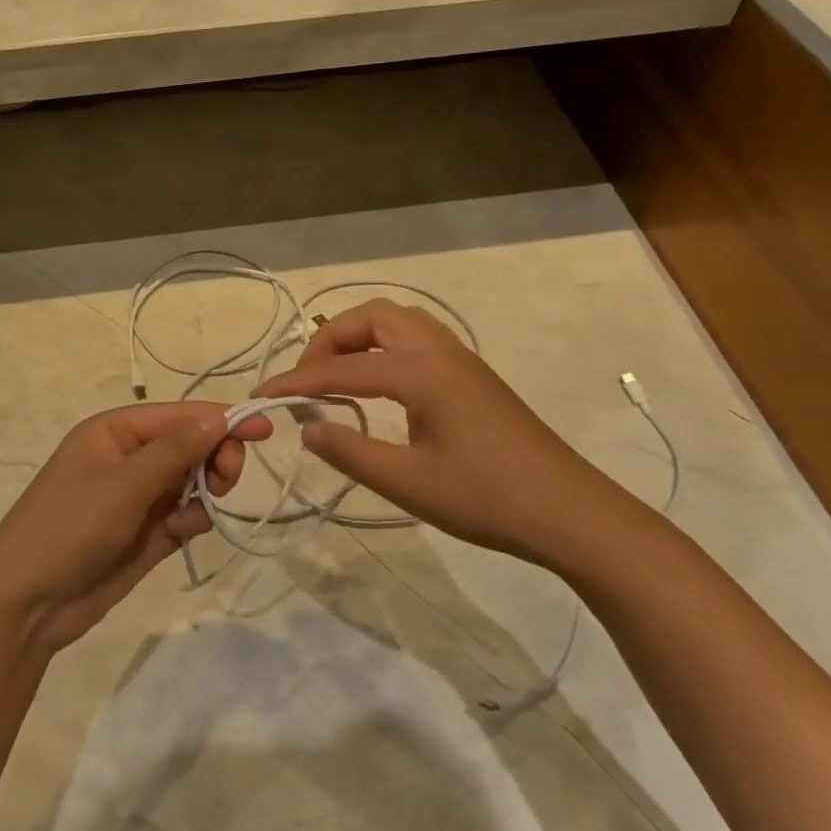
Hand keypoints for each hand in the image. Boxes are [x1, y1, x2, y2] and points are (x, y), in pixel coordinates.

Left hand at [0, 403, 271, 655]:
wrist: (28, 605)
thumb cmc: (69, 528)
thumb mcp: (123, 483)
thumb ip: (175, 450)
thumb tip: (219, 415)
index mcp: (115, 431)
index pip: (180, 415)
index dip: (223, 420)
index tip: (266, 431)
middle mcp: (129, 458)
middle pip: (191, 445)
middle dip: (215, 458)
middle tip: (226, 482)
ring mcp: (137, 497)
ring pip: (192, 480)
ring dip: (204, 491)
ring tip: (193, 514)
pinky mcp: (146, 532)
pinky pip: (185, 513)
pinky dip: (192, 518)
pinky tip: (180, 531)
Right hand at [260, 300, 644, 573]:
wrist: (570, 512)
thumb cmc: (487, 498)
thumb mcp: (408, 482)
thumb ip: (350, 451)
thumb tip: (307, 428)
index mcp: (421, 372)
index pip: (342, 369)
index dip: (296, 383)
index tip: (260, 397)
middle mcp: (440, 350)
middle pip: (372, 317)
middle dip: (329, 340)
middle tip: (308, 382)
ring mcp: (460, 359)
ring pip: (397, 323)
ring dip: (358, 339)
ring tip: (336, 379)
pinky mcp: (472, 375)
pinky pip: (416, 340)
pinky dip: (383, 349)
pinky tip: (378, 389)